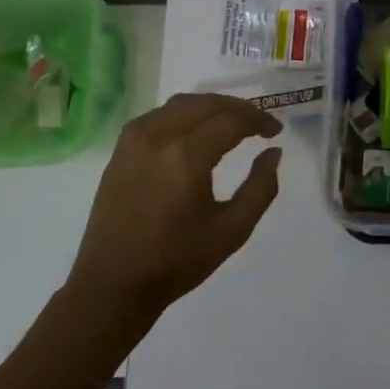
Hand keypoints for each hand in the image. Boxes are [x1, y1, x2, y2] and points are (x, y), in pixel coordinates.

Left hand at [69, 93, 282, 324]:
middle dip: (238, 108)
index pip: (232, 120)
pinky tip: (194, 129)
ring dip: (211, 106)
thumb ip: (261, 188)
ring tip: (231, 122)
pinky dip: (183, 113)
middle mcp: (159, 136)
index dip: (259, 120)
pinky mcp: (121, 148)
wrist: (113, 285)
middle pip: (207, 104)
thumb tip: (273, 153)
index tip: (275, 131)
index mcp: (187, 156)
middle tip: (259, 124)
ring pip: (182, 103)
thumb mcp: (232, 231)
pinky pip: (158, 114)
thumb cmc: (176, 261)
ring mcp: (135, 139)